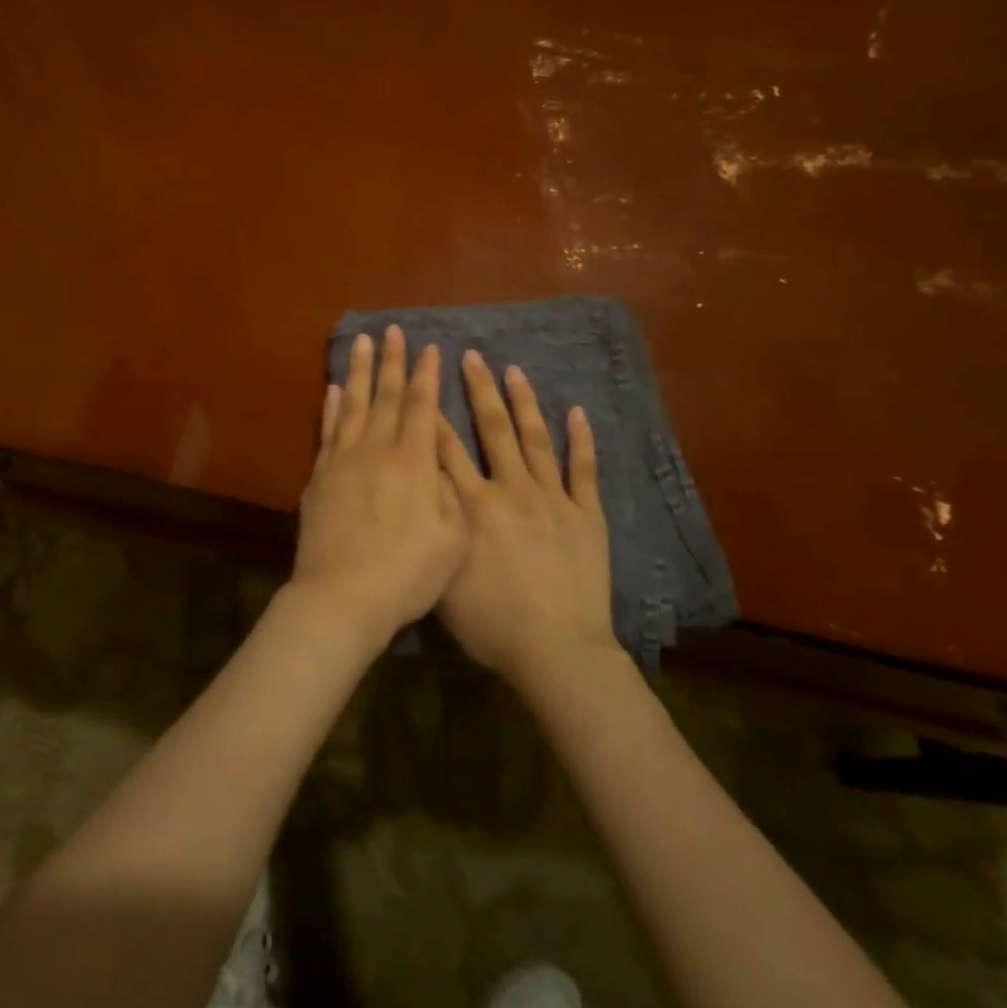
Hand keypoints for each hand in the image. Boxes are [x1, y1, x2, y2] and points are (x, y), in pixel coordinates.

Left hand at [292, 326, 467, 653]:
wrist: (342, 597)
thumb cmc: (407, 574)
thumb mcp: (453, 539)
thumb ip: (450, 492)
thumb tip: (441, 461)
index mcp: (414, 461)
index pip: (422, 406)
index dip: (427, 375)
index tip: (429, 348)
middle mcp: (377, 449)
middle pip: (386, 395)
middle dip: (392, 361)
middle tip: (392, 330)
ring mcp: (343, 459)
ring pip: (353, 403)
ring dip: (359, 370)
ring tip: (361, 342)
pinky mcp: (320, 475)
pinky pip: (328, 429)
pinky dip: (331, 406)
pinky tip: (333, 389)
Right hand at [435, 350, 617, 693]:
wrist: (556, 652)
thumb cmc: (491, 624)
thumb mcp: (443, 577)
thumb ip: (432, 528)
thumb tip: (420, 490)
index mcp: (473, 505)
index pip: (446, 448)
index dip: (432, 411)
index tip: (424, 379)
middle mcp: (510, 490)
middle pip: (491, 429)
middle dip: (478, 390)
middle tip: (470, 355)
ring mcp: (553, 499)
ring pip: (535, 439)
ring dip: (524, 402)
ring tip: (513, 370)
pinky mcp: (586, 515)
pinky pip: (584, 470)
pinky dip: (581, 440)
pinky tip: (578, 412)